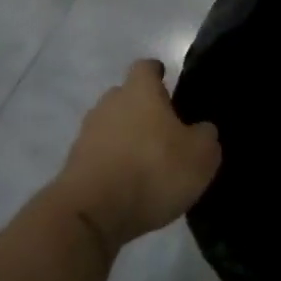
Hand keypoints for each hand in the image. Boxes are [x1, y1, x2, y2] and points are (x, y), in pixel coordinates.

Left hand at [56, 59, 221, 249]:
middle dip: (143, 108)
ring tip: (147, 162)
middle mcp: (109, 104)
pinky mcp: (74, 164)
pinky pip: (100, 154)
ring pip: (111, 125)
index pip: (146, 67)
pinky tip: (129, 184)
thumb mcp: (201, 156)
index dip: (158, 73)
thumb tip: (201, 130)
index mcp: (140, 91)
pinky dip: (113, 163)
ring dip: (127, 138)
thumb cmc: (153, 171)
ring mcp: (87, 133)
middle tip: (165, 129)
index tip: (168, 82)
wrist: (91, 214)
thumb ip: (205, 136)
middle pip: (126, 96)